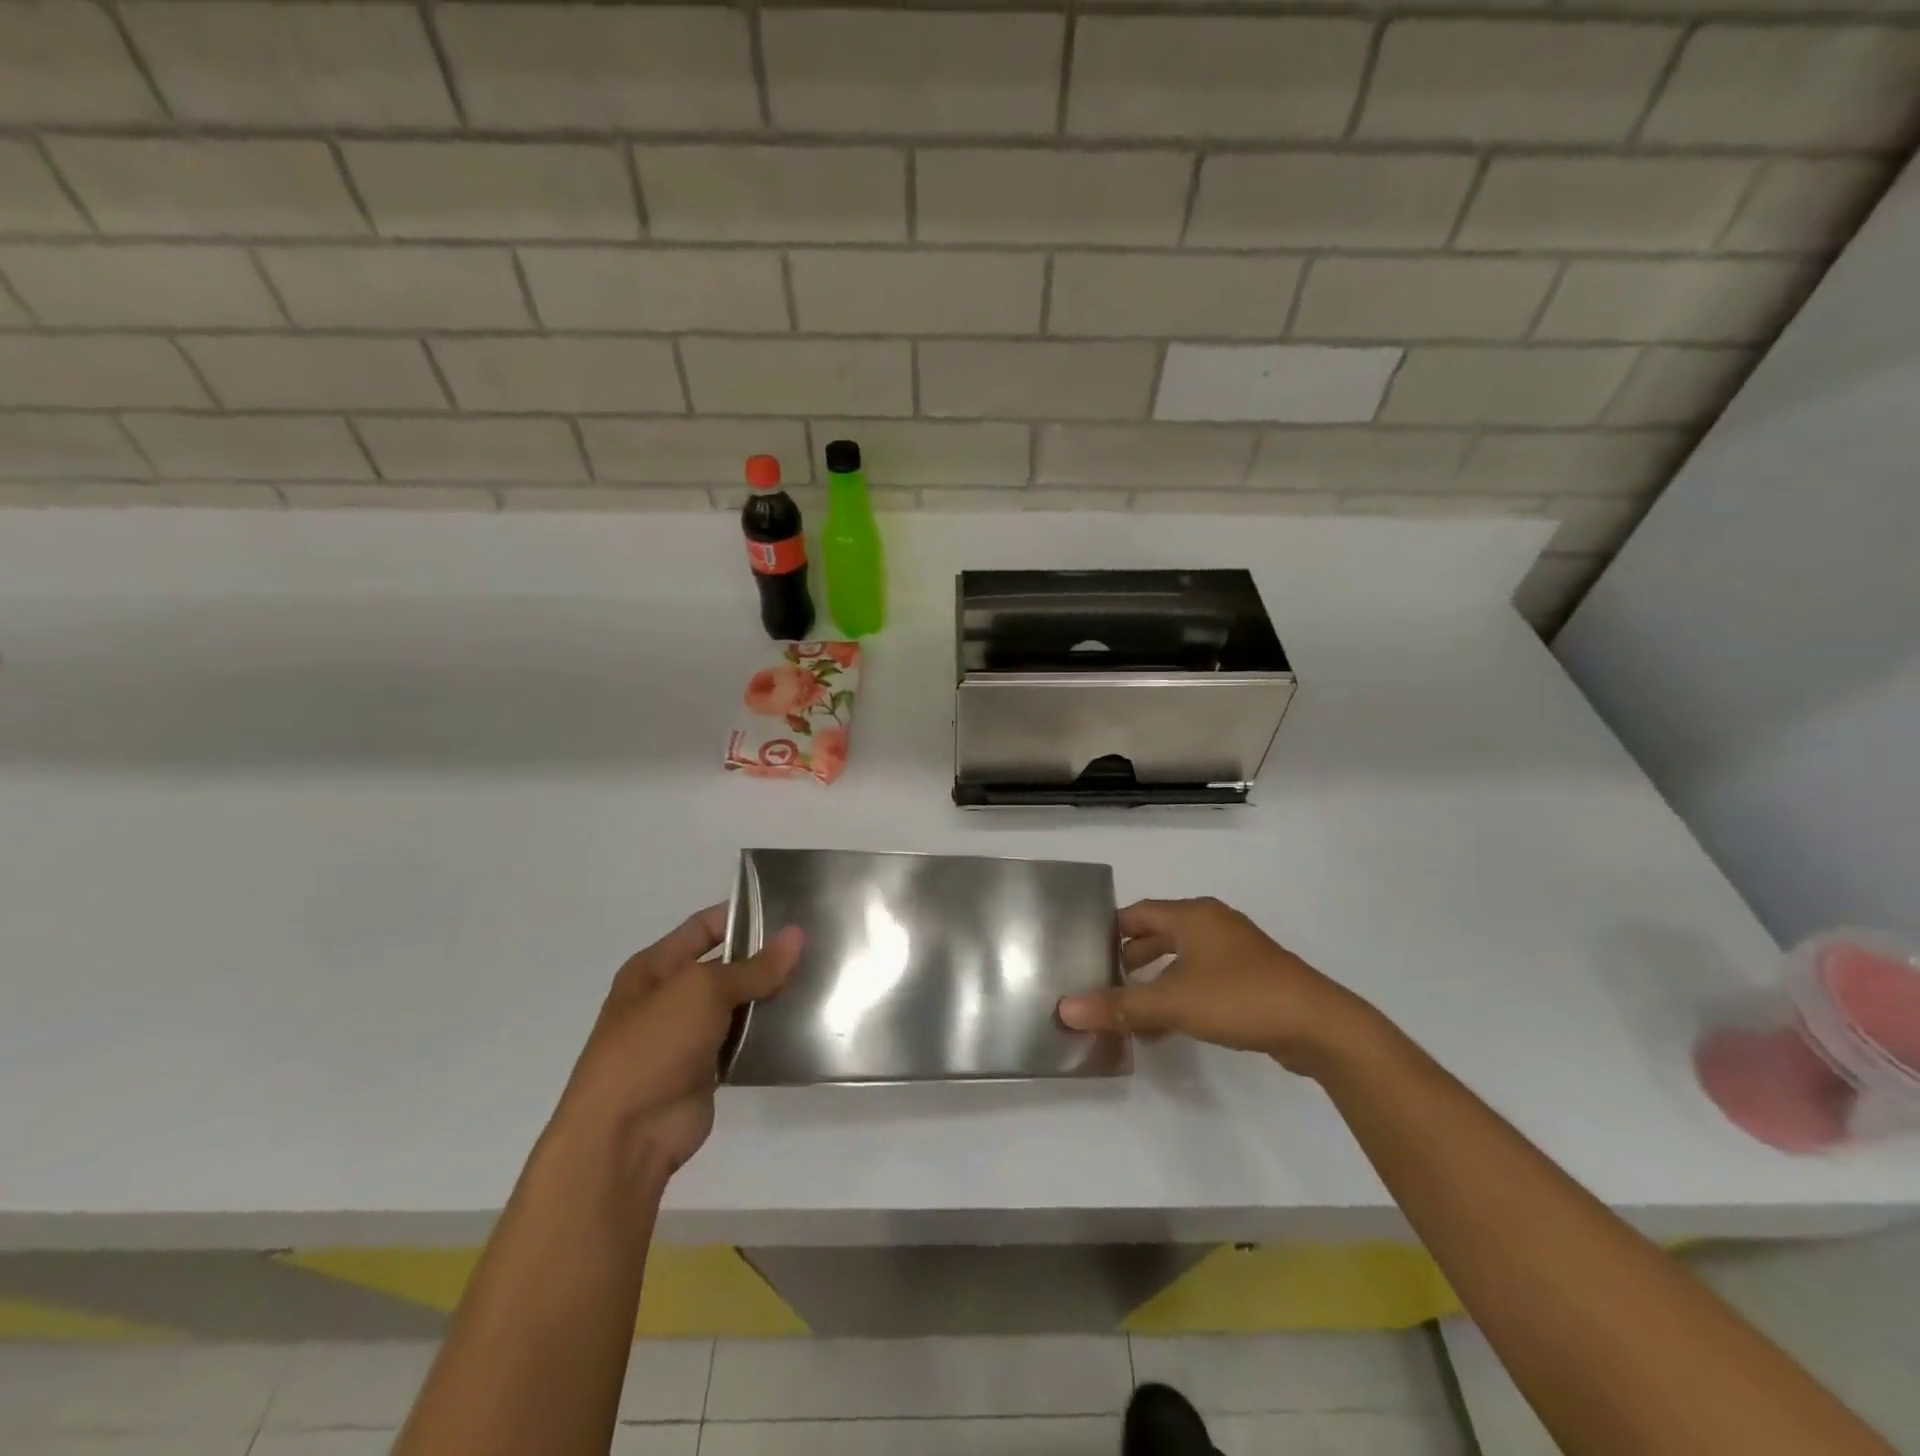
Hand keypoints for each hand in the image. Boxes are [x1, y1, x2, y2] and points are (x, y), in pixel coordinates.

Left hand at [556, 905, 802, 1177]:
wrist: (624, 1135)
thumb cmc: (653, 1044)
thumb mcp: (703, 992)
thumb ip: (754, 967)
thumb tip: (797, 935)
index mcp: (654, 967)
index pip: (703, 927)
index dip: (740, 916)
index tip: (787, 910)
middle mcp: (669, 996)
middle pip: (724, 966)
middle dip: (763, 958)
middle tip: (814, 946)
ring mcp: (686, 1036)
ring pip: (737, 1005)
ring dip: (770, 997)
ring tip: (819, 979)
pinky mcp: (705, 1070)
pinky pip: (742, 1042)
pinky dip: (767, 1034)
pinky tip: (803, 1022)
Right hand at [1057, 897, 1371, 1074]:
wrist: (1318, 1025)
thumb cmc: (1239, 997)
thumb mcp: (1172, 1002)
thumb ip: (1119, 1006)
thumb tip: (1065, 1009)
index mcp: (1192, 915)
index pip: (1137, 913)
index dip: (1109, 930)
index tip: (1084, 952)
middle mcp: (1212, 923)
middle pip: (1158, 933)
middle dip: (1130, 958)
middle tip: (1103, 982)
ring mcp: (1236, 950)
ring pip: (1182, 958)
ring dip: (1155, 981)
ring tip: (1131, 1009)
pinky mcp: (1252, 977)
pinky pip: (1203, 978)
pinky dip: (1181, 994)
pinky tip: (1169, 1027)